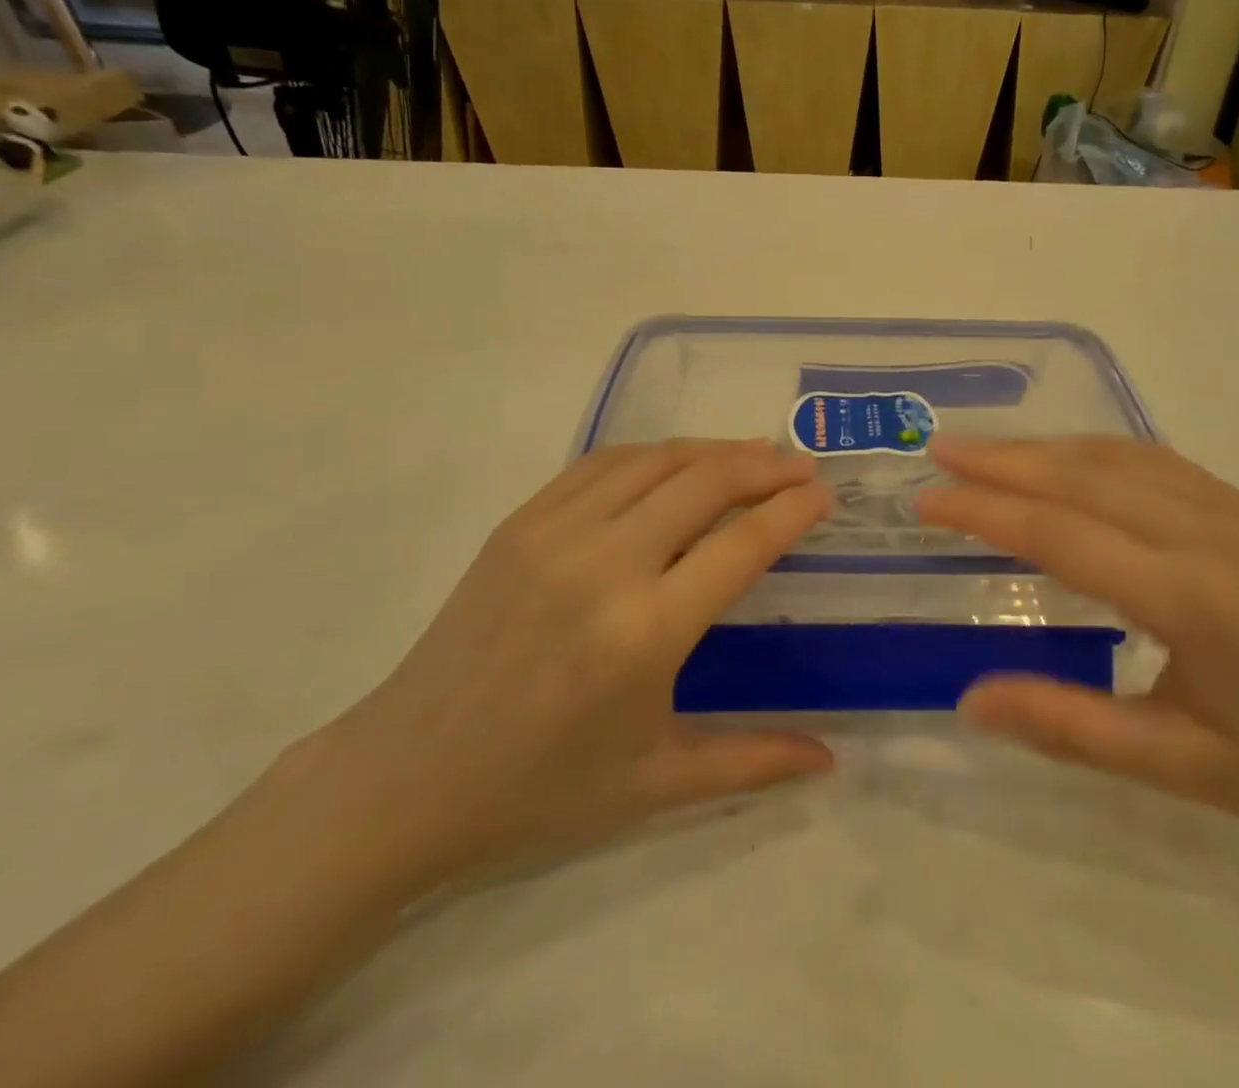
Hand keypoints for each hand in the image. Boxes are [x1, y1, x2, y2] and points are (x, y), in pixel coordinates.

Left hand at [312, 441, 834, 892]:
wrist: (408, 776)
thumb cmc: (540, 788)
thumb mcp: (655, 782)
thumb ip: (752, 762)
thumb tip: (830, 761)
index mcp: (645, 632)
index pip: (742, 544)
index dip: (792, 510)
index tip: (823, 494)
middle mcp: (605, 566)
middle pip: (704, 482)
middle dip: (764, 465)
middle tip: (800, 464)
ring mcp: (555, 534)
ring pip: (654, 460)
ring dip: (712, 450)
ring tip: (751, 454)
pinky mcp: (520, 522)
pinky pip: (600, 463)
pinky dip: (652, 453)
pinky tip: (675, 462)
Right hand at [914, 437, 1238, 854]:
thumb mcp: (1175, 767)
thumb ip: (1066, 726)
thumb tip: (969, 700)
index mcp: (1194, 601)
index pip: (1062, 535)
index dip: (985, 511)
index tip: (927, 500)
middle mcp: (1213, 535)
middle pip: (1084, 478)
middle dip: (1002, 460)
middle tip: (939, 448)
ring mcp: (1237, 510)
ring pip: (1117, 458)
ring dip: (1043, 448)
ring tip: (982, 448)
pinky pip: (1155, 461)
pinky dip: (1093, 450)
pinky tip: (1061, 456)